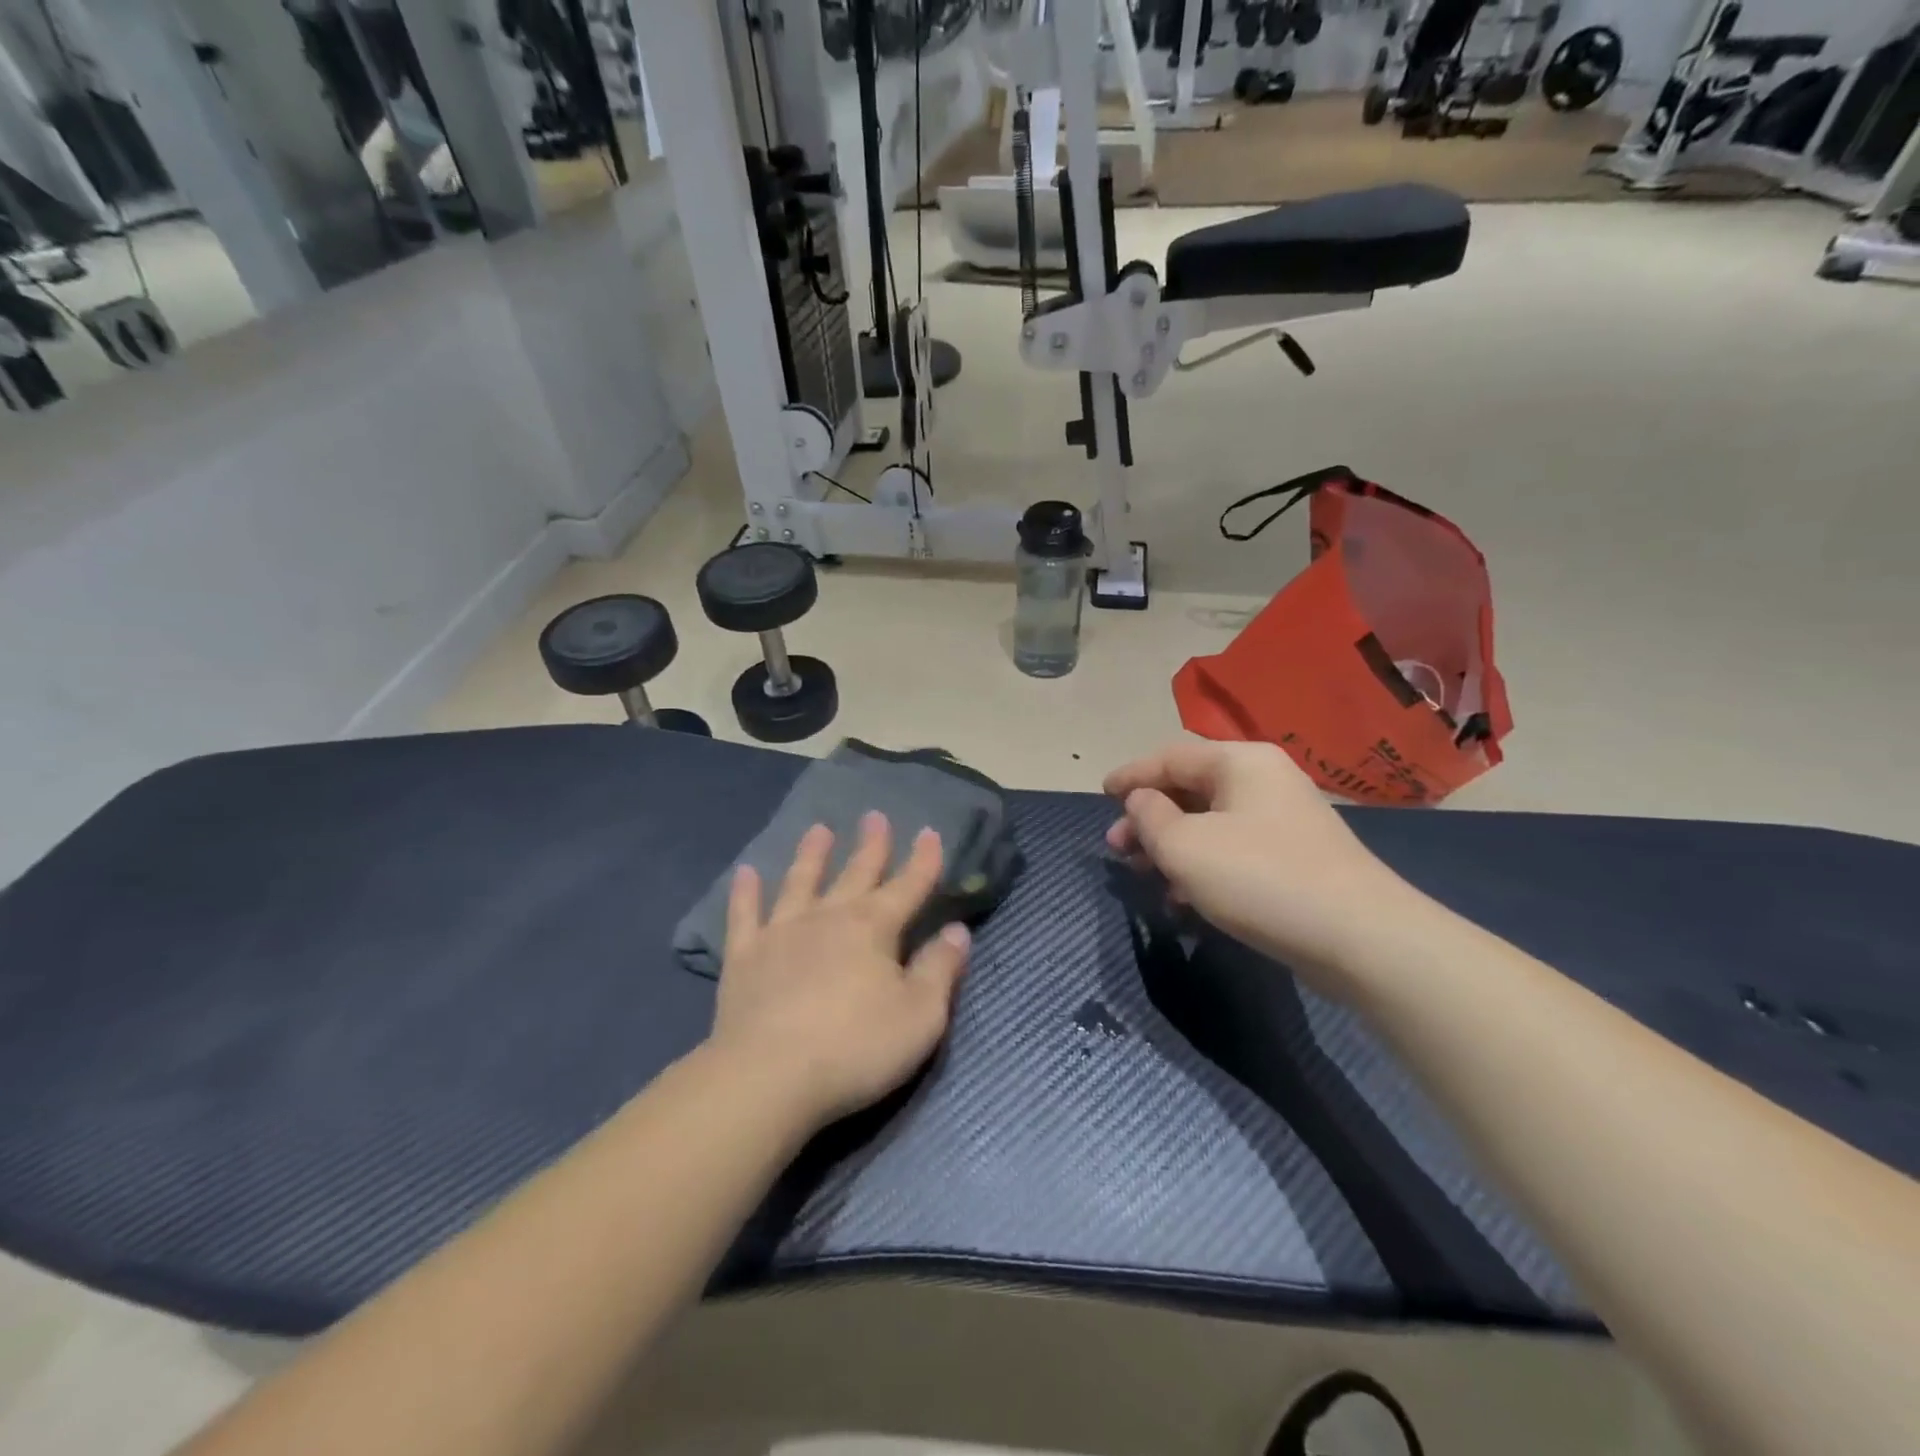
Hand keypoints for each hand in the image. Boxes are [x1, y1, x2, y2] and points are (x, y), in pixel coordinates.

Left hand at [709, 813, 969, 1127]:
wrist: (768, 1077)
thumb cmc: (856, 1048)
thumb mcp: (920, 1016)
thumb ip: (940, 970)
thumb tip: (958, 931)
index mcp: (874, 928)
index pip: (908, 886)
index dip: (923, 860)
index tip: (930, 832)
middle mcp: (829, 918)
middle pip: (856, 874)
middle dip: (871, 846)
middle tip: (875, 815)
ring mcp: (782, 933)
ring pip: (800, 882)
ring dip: (812, 855)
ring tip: (819, 829)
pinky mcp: (744, 958)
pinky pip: (745, 915)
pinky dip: (746, 893)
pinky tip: (746, 873)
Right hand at [1105, 739, 1407, 977]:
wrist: (1359, 937)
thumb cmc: (1259, 878)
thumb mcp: (1184, 846)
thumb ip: (1149, 817)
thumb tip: (1143, 801)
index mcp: (1240, 762)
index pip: (1170, 757)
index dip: (1131, 775)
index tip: (1101, 795)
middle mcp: (1264, 781)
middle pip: (1190, 789)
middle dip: (1148, 819)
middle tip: (1117, 850)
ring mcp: (1284, 820)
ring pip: (1209, 823)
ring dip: (1171, 847)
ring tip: (1145, 878)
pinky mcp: (1295, 857)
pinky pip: (1232, 850)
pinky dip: (1201, 867)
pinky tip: (1184, 900)